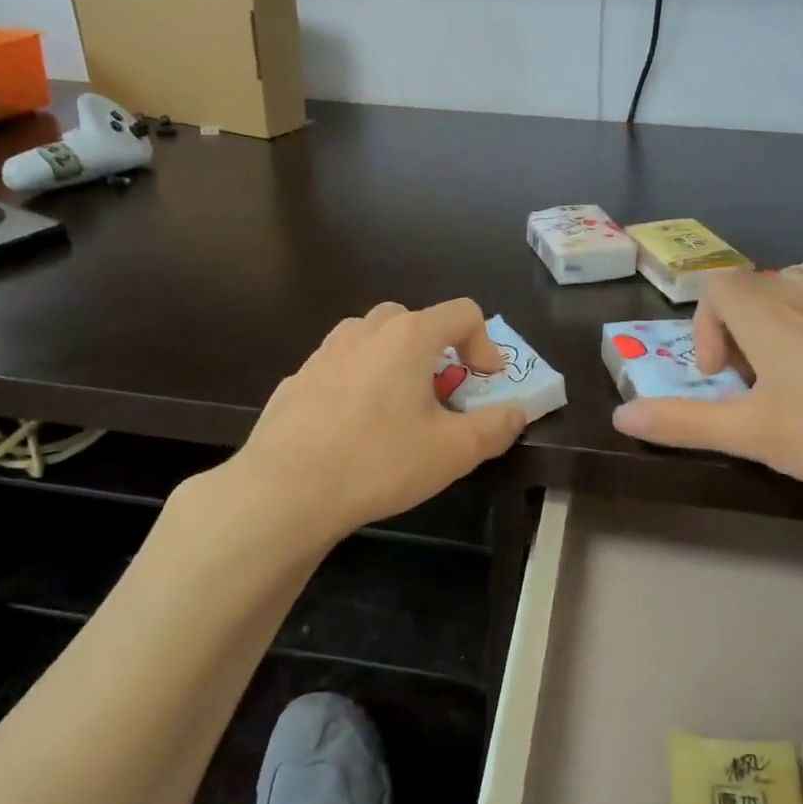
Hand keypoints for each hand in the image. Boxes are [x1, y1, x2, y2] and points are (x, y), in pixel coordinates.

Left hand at [229, 299, 526, 541]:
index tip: (485, 382)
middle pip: (413, 320)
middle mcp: (364, 332)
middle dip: (437, 350)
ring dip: (394, 362)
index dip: (485, 344)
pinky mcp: (295, 381)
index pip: (462, 313)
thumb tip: (516, 412)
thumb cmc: (380, 461)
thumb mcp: (454, 451)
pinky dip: (357, 383)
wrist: (286, 490)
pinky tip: (353, 430)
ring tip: (397, 409)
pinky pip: (339, 368)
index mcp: (408, 336)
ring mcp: (323, 354)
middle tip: (441, 395)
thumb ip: (495, 427)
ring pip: (370, 339)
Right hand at [611, 270, 802, 505]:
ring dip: (777, 332)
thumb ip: (681, 422)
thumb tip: (621, 418)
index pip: (716, 288)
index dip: (705, 329)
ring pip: (794, 298)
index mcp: (767, 313)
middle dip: (738, 333)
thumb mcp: (751, 435)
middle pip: (752, 290)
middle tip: (752, 387)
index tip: (721, 378)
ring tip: (791, 383)